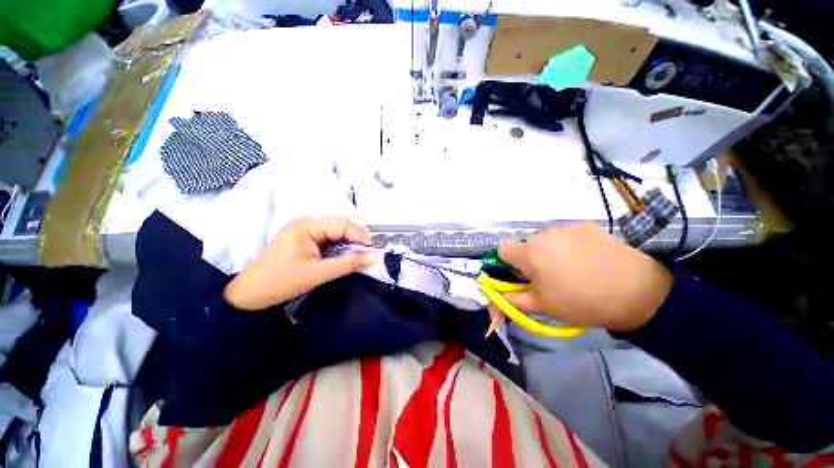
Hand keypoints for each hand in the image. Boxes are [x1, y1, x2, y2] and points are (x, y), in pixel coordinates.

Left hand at [223, 216, 375, 310]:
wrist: (250, 293)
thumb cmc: (281, 282)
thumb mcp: (318, 273)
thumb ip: (348, 264)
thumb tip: (374, 258)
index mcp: (307, 225)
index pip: (343, 224)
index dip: (361, 236)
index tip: (372, 251)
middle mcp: (307, 221)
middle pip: (341, 223)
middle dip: (357, 237)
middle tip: (368, 253)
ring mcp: (305, 227)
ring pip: (337, 228)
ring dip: (350, 240)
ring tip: (359, 253)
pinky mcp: (305, 236)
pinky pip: (329, 235)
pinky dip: (341, 243)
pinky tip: (346, 253)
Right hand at [497, 222, 672, 331]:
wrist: (638, 293)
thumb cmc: (582, 302)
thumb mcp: (542, 306)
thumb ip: (511, 299)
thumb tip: (494, 297)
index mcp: (530, 254)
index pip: (502, 248)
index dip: (508, 262)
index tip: (522, 274)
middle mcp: (543, 234)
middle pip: (526, 244)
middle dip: (531, 259)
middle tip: (551, 277)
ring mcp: (566, 227)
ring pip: (545, 239)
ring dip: (550, 251)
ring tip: (573, 268)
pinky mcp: (585, 224)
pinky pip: (565, 234)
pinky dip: (569, 244)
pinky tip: (588, 258)